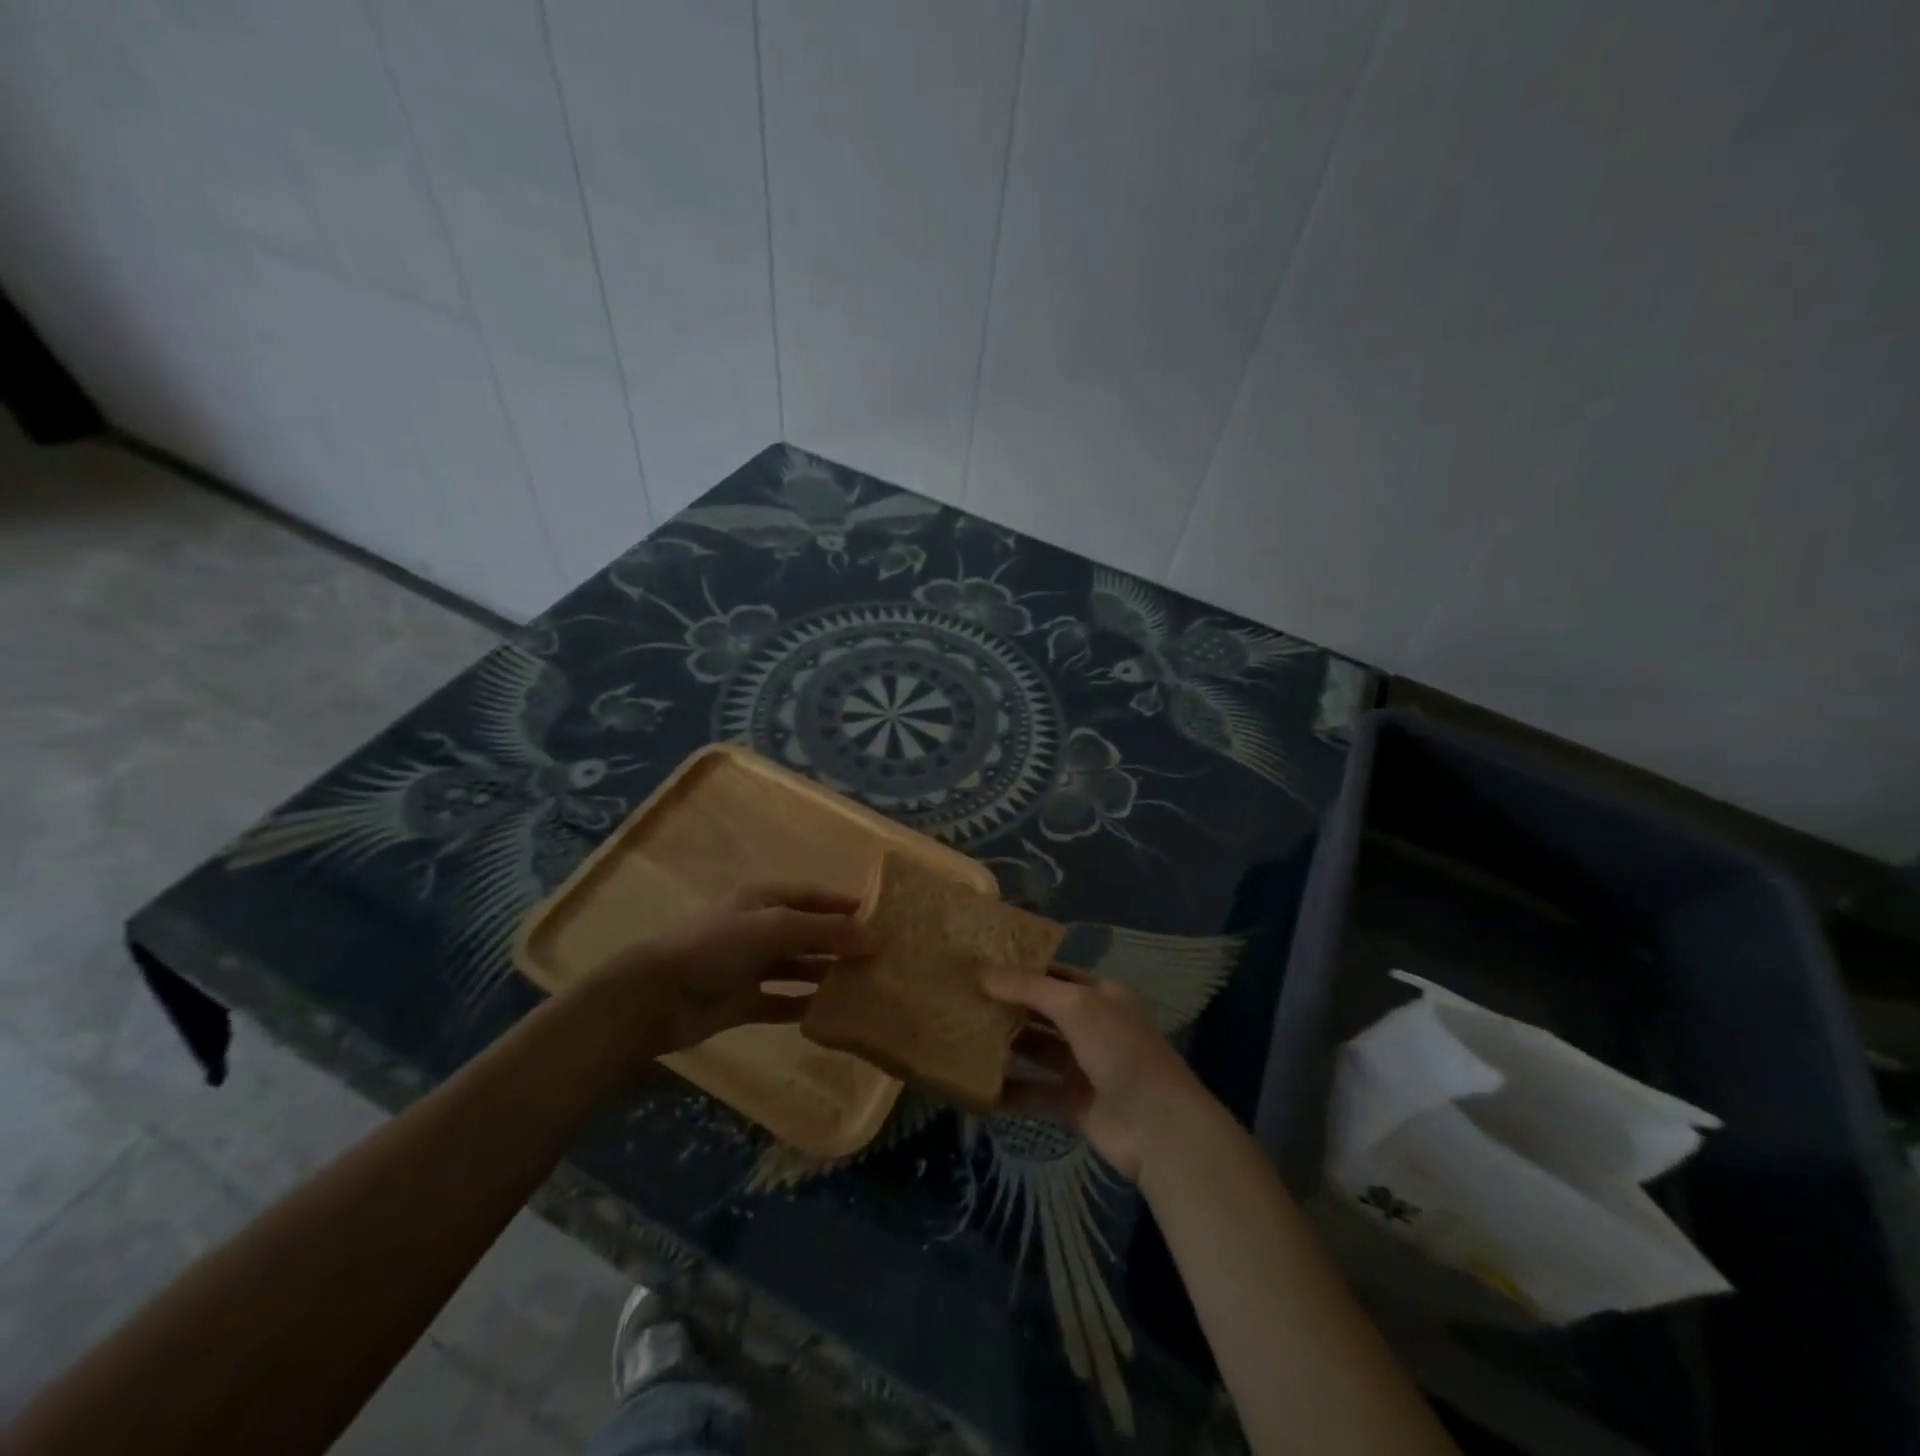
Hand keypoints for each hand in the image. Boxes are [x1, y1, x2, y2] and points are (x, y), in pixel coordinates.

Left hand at [586, 883, 875, 1056]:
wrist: (657, 996)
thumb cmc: (719, 946)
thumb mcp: (776, 927)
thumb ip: (827, 931)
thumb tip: (876, 937)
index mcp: (766, 899)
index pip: (815, 896)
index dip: (847, 905)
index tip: (884, 918)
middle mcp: (761, 928)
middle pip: (811, 932)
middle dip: (843, 942)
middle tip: (883, 958)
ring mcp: (752, 966)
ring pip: (800, 967)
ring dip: (828, 974)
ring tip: (867, 985)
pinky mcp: (744, 1001)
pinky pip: (783, 1001)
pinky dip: (805, 1006)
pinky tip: (833, 1014)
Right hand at [983, 966, 1210, 1181]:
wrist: (1157, 1128)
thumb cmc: (1119, 1050)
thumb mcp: (1075, 1005)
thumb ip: (1028, 988)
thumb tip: (980, 972)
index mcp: (1100, 994)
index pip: (1052, 974)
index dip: (1018, 970)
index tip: (977, 967)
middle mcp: (1092, 1025)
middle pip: (1042, 1011)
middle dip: (1007, 1006)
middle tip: (962, 1001)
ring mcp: (1083, 1065)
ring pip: (1036, 1049)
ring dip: (1006, 1045)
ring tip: (963, 1038)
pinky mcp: (1074, 1103)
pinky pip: (1035, 1090)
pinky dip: (1011, 1089)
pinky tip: (979, 1085)